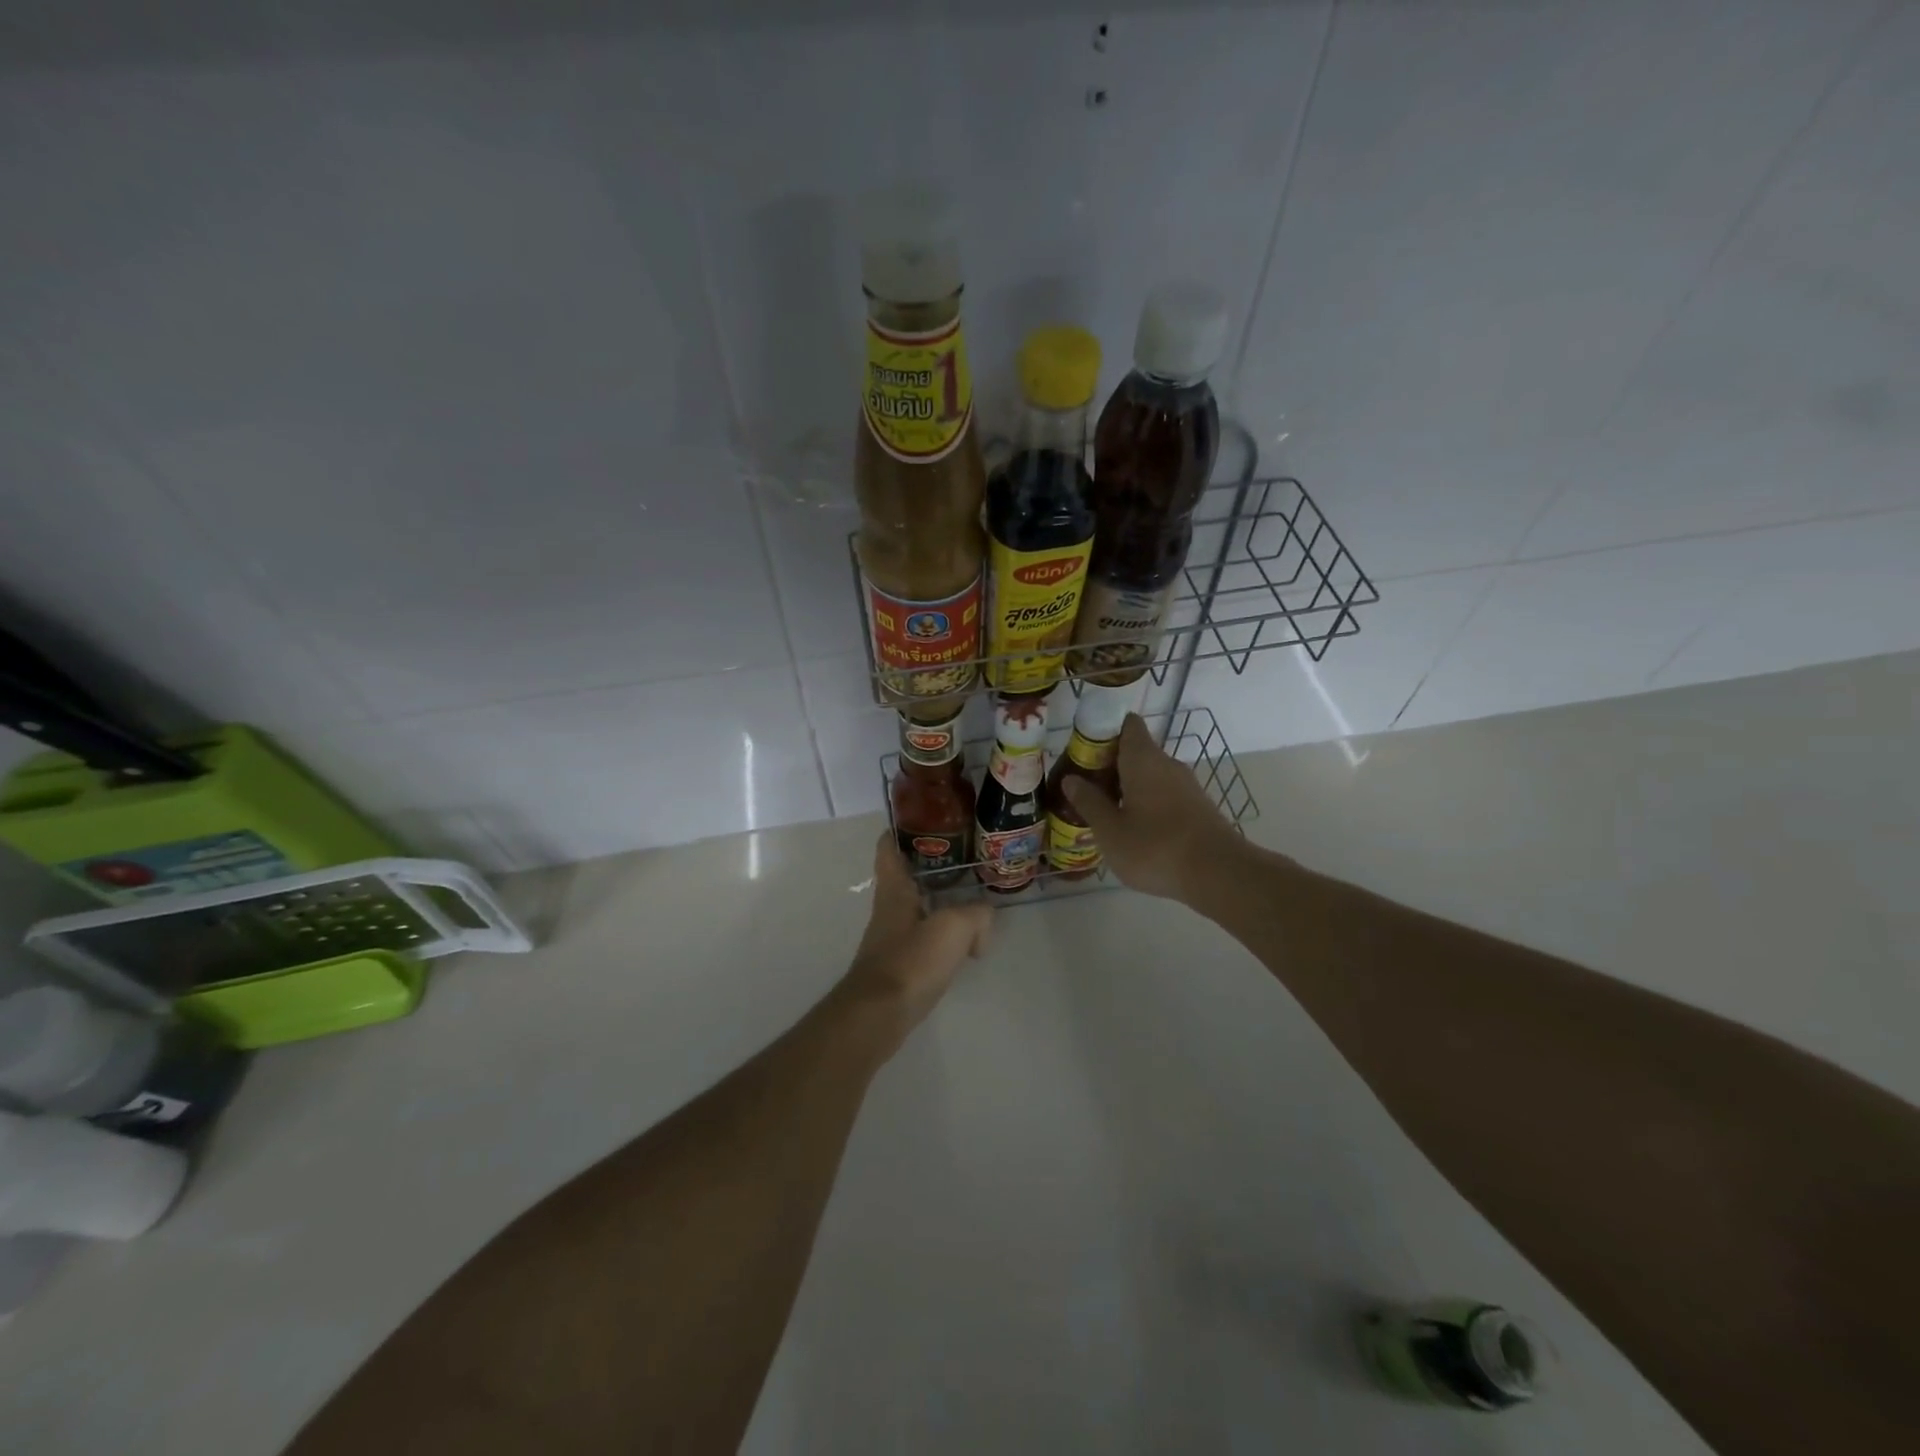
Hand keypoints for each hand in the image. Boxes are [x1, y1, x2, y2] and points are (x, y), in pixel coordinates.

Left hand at [833, 833, 992, 1052]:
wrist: (879, 1016)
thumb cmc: (911, 961)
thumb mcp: (954, 927)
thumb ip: (976, 915)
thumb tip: (984, 920)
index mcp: (894, 890)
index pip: (888, 849)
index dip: (899, 831)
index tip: (921, 820)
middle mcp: (889, 909)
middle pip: (907, 878)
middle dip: (931, 867)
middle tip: (964, 859)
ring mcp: (891, 939)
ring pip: (918, 909)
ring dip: (940, 904)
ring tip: (972, 902)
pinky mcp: (899, 966)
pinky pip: (924, 940)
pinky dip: (943, 937)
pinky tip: (963, 947)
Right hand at [1062, 714, 1244, 900]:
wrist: (1219, 874)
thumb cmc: (1155, 847)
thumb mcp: (1110, 830)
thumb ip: (1089, 802)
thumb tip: (1071, 779)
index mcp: (1143, 758)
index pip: (1126, 724)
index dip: (1103, 732)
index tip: (1083, 753)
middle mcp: (1167, 763)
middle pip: (1135, 751)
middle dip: (1110, 766)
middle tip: (1085, 789)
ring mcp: (1186, 785)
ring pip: (1150, 775)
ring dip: (1127, 787)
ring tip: (1105, 813)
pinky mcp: (1198, 807)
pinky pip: (1164, 795)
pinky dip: (1146, 804)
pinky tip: (1134, 831)